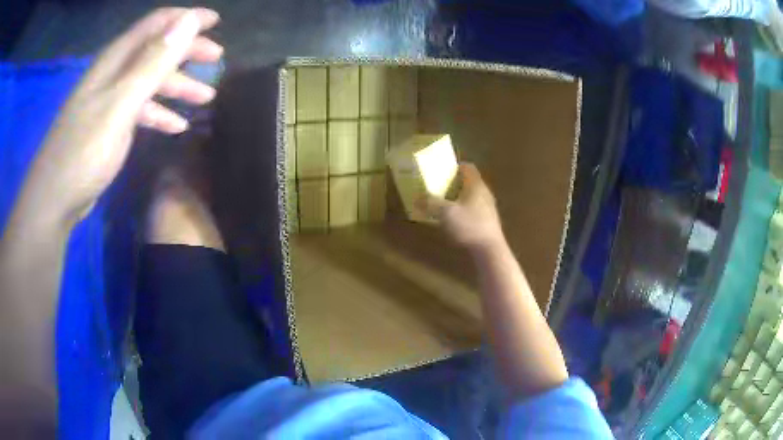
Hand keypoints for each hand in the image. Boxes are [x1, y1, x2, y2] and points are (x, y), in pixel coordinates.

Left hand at [20, 8, 221, 226]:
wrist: (54, 201)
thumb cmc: (83, 152)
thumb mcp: (120, 103)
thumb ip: (153, 62)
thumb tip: (188, 21)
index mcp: (115, 60)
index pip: (157, 24)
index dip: (187, 19)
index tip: (216, 21)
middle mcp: (113, 74)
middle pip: (156, 50)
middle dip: (187, 51)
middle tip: (217, 58)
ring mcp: (110, 101)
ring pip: (150, 82)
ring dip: (177, 86)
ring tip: (206, 97)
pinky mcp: (108, 126)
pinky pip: (139, 110)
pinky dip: (159, 114)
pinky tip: (176, 126)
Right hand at [425, 163, 504, 251]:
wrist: (490, 250)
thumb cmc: (469, 226)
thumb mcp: (445, 213)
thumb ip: (431, 203)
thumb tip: (417, 198)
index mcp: (476, 185)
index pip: (467, 167)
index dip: (454, 167)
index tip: (442, 171)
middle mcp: (484, 192)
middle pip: (469, 182)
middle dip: (454, 184)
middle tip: (438, 188)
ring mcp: (488, 208)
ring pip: (472, 197)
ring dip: (459, 198)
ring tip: (444, 205)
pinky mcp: (488, 222)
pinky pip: (474, 210)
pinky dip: (464, 211)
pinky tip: (454, 221)